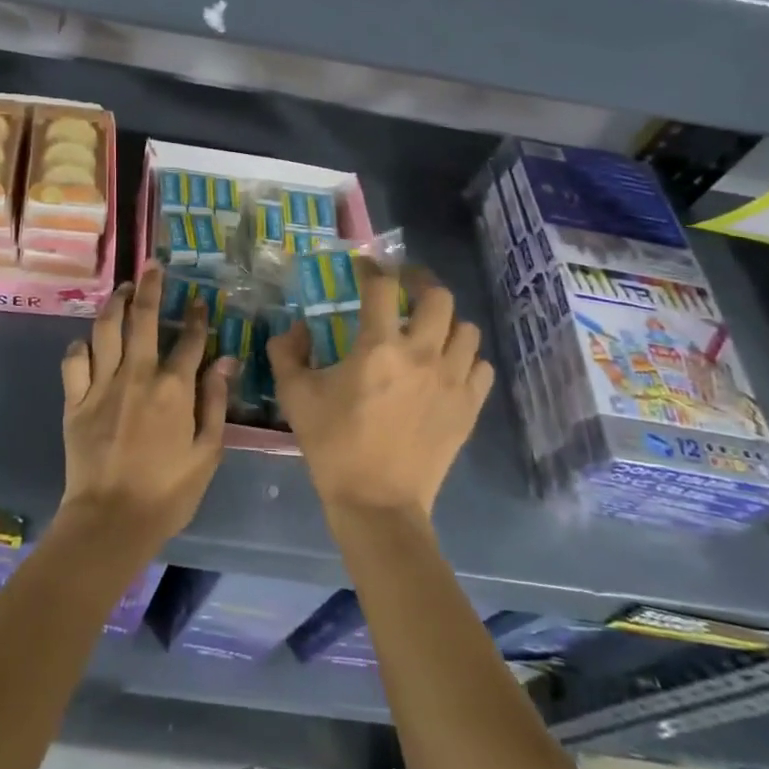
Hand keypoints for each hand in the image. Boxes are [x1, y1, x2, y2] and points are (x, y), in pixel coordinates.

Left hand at [60, 263, 231, 551]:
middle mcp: (137, 375)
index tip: (199, 298)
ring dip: (114, 303)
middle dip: (150, 287)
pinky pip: (74, 360)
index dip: (196, 315)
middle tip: (152, 266)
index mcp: (173, 388)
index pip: (189, 339)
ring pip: (105, 329)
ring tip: (122, 289)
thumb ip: (215, 402)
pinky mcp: (75, 399)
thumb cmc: (167, 493)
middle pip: (143, 318)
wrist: (110, 521)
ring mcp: (101, 384)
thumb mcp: (207, 453)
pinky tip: (88, 342)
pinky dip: (81, 346)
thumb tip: (227, 360)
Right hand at [271, 262, 493, 521]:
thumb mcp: (295, 395)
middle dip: (419, 281)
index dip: (372, 267)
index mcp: (379, 348)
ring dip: (446, 321)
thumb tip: (296, 328)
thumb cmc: (333, 445)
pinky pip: (480, 366)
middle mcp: (422, 355)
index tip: (364, 265)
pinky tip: (447, 364)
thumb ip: (287, 352)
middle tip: (403, 284)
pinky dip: (466, 357)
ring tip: (428, 327)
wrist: (378, 503)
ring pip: (466, 329)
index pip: (382, 287)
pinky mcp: (469, 407)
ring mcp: (452, 381)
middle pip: (438, 296)